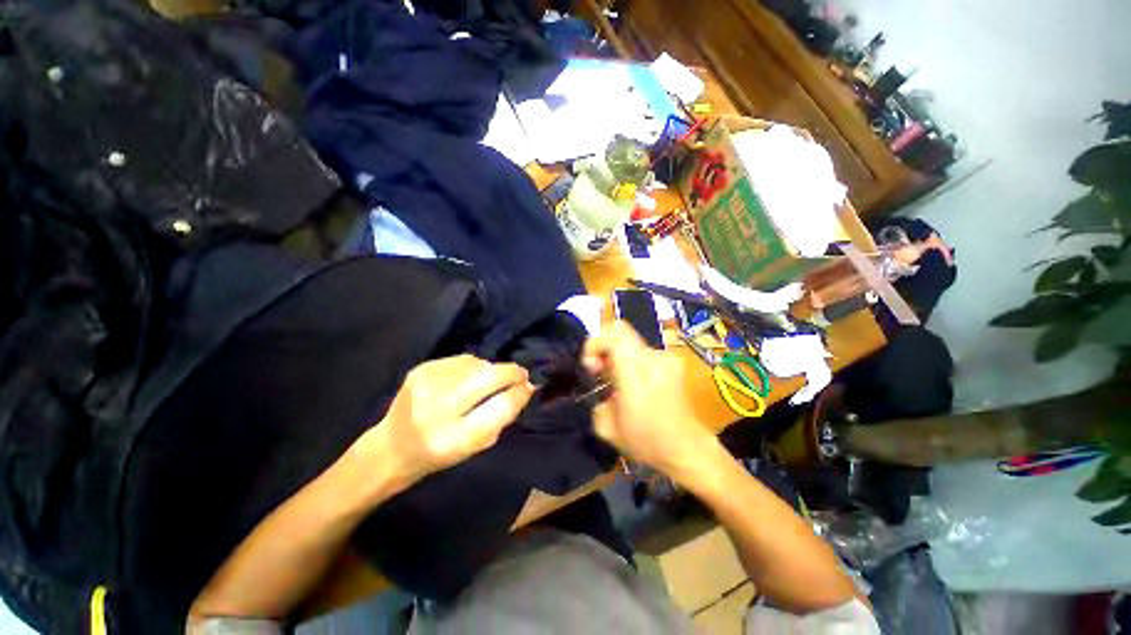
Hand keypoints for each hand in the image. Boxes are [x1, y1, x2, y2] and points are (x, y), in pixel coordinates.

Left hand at [357, 355, 532, 486]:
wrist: (391, 447)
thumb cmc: (439, 453)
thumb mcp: (476, 445)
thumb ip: (502, 416)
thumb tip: (526, 387)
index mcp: (453, 438)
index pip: (500, 407)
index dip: (520, 392)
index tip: (529, 386)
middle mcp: (437, 407)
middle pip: (488, 376)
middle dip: (511, 372)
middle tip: (520, 375)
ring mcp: (427, 383)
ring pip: (478, 363)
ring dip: (490, 370)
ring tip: (487, 382)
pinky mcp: (421, 369)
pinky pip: (462, 360)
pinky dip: (473, 367)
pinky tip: (467, 379)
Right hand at [582, 322, 720, 477]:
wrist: (687, 448)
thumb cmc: (647, 440)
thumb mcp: (607, 428)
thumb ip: (596, 401)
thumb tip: (602, 391)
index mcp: (635, 370)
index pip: (612, 335)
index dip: (595, 344)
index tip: (592, 367)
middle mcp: (652, 357)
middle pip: (621, 332)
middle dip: (605, 348)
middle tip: (602, 372)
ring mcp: (666, 358)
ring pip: (631, 342)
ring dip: (619, 356)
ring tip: (620, 383)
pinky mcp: (673, 364)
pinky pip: (644, 352)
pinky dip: (633, 362)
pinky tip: (636, 386)